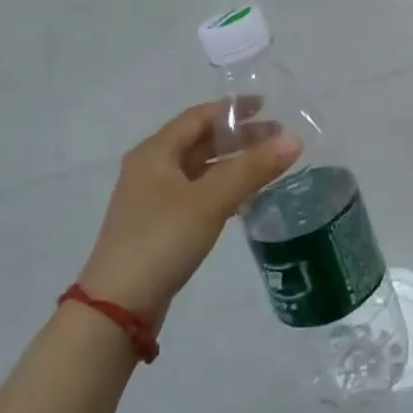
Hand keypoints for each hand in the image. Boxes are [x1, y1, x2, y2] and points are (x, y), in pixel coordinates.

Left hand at [77, 102, 300, 325]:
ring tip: (268, 165)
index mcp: (155, 152)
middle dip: (238, 137)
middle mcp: (150, 169)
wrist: (118, 307)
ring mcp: (152, 199)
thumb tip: (295, 139)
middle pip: (200, 141)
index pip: (198, 116)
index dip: (232, 109)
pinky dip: (222, 187)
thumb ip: (253, 169)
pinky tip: (245, 197)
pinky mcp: (159, 226)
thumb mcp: (211, 200)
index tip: (267, 106)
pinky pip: (197, 193)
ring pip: (200, 169)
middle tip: (277, 138)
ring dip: (232, 163)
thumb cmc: (162, 239)